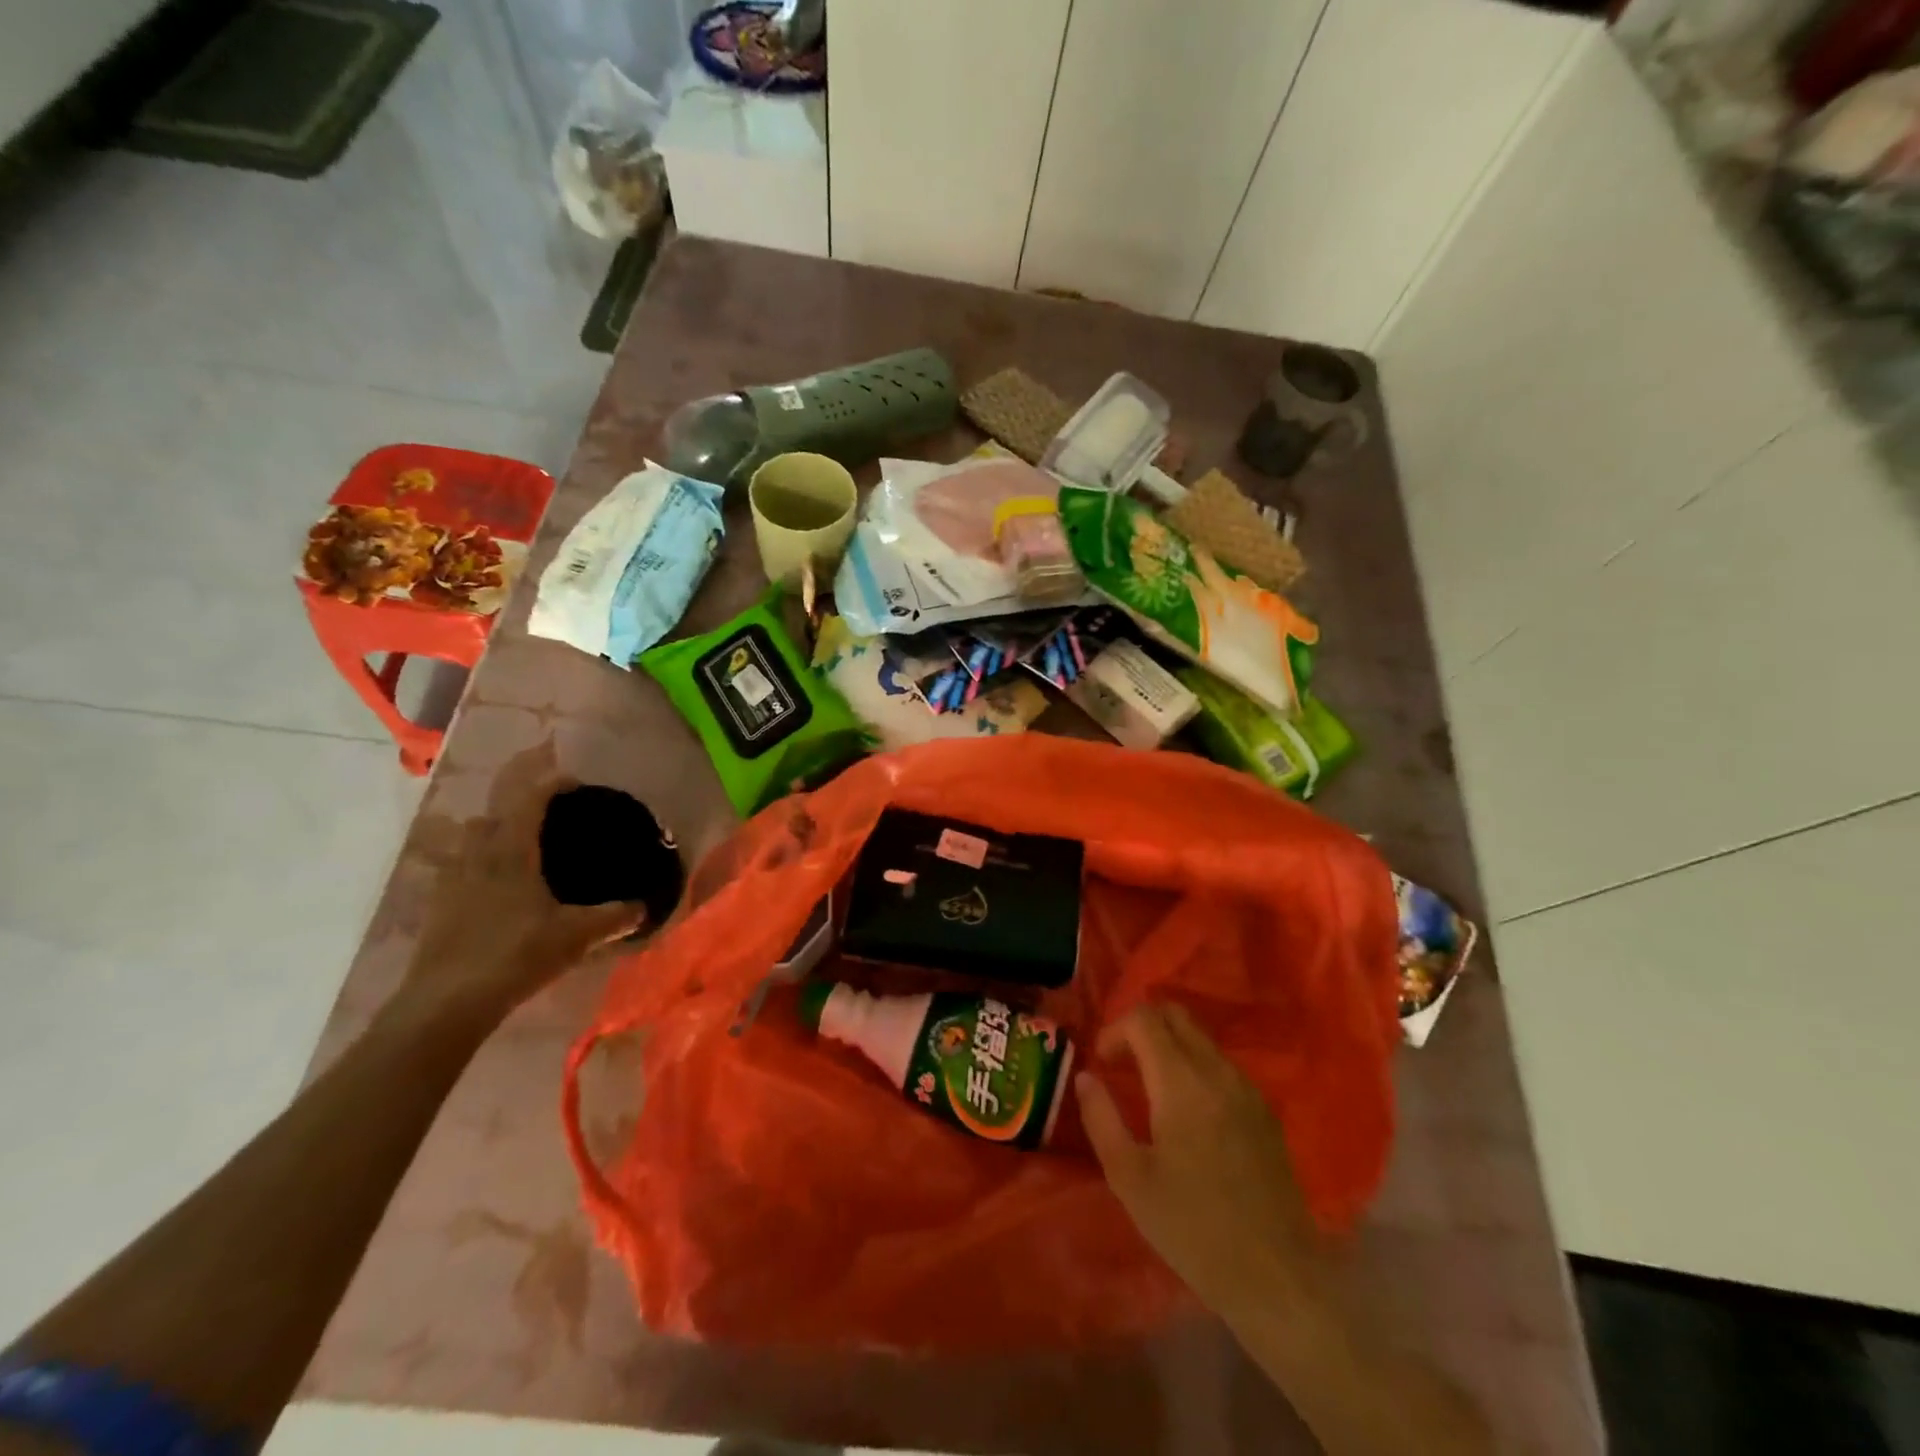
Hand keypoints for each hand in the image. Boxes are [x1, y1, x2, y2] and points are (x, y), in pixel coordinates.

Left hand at [405, 741, 645, 1027]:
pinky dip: (477, 865)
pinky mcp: (437, 908)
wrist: (446, 1003)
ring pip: (468, 840)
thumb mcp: (576, 936)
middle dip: (516, 806)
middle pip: (491, 814)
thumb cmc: (516, 955)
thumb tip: (645, 907)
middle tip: (547, 816)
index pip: (529, 800)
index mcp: (511, 852)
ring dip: (491, 833)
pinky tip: (495, 889)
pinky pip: (457, 869)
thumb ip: (614, 917)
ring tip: (519, 848)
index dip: (551, 784)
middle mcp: (477, 857)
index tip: (574, 782)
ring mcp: (451, 881)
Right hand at [1077, 1003, 1318, 1318]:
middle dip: (1141, 1026)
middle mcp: (1217, 1071)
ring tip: (1149, 1087)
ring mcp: (1246, 1088)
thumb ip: (1100, 1118)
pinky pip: (1221, 1064)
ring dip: (1168, 1045)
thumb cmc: (1192, 1230)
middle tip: (1122, 1063)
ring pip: (1200, 1037)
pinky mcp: (1264, 1110)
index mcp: (1181, 1082)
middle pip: (1175, 1014)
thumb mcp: (1129, 1178)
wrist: (1276, 1277)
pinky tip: (1185, 1110)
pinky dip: (1194, 1065)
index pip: (1144, 1019)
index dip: (1115, 1030)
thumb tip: (1086, 1076)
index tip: (1102, 1063)